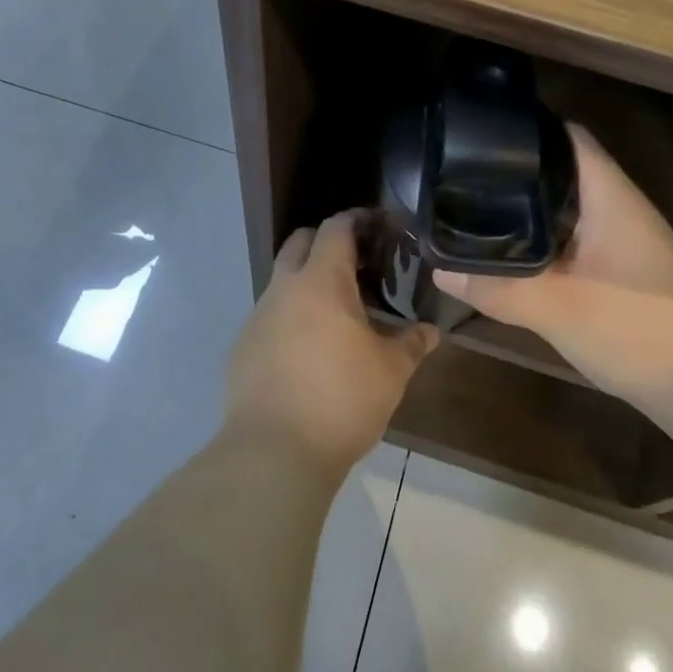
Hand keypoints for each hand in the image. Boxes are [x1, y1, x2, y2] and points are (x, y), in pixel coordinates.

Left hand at [225, 210, 438, 475]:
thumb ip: (411, 343)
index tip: (377, 225)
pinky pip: (269, 317)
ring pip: (282, 281)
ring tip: (337, 311)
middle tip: (358, 262)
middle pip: (301, 242)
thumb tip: (431, 330)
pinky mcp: (241, 348)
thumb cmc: (341, 399)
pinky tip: (308, 351)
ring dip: (307, 283)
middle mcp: (284, 288)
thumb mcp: (390, 372)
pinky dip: (290, 318)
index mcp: (321, 281)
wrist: (273, 452)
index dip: (357, 219)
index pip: (336, 227)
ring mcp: (257, 317)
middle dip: (327, 242)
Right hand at [439, 125, 672, 404]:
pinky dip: (543, 238)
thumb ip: (496, 285)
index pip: (568, 137)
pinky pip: (574, 237)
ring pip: (567, 207)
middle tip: (462, 173)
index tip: (480, 132)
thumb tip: (440, 267)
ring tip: (475, 204)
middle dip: (516, 170)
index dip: (527, 128)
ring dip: (529, 207)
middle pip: (563, 170)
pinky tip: (512, 251)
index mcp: (610, 196)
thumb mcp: (555, 306)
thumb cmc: (635, 327)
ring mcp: (623, 239)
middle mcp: (618, 207)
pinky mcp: (622, 269)